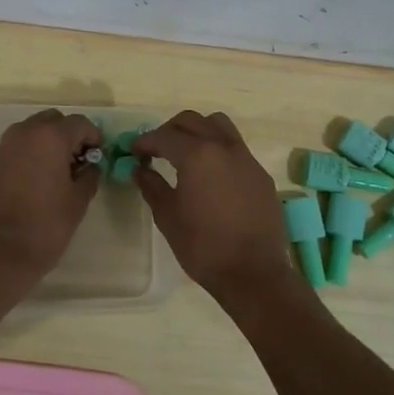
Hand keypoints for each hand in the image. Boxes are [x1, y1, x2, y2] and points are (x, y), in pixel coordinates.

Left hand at [0, 110, 104, 281]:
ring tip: (57, 170)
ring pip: (32, 131)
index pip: (79, 123)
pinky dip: (29, 153)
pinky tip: (36, 179)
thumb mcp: (78, 200)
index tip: (99, 155)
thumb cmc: (45, 225)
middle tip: (79, 160)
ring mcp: (4, 146)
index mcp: (50, 136)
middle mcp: (24, 132)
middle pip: (52, 121)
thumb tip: (90, 166)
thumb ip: (89, 175)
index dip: (93, 137)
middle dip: (68, 135)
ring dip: (47, 142)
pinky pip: (16, 147)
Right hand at [131, 111, 308, 312]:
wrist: (253, 273)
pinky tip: (210, 175)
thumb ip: (151, 186)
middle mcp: (224, 147)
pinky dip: (217, 149)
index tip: (133, 151)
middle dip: (170, 130)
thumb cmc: (203, 246)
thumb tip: (140, 169)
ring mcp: (246, 158)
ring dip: (198, 131)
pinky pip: (235, 148)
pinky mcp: (260, 174)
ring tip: (185, 153)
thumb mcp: (168, 216)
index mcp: (197, 155)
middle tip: (156, 149)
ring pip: (219, 126)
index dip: (144, 141)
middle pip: (192, 121)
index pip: (164, 136)